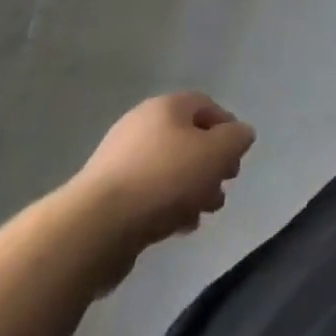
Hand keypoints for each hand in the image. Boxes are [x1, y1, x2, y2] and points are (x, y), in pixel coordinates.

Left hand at [65, 93, 255, 265]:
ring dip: (192, 190)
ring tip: (203, 214)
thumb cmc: (165, 178)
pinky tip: (177, 229)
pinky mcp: (106, 196)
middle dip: (210, 165)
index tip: (237, 158)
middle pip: (188, 140)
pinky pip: (148, 195)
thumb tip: (239, 135)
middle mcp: (141, 126)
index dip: (228, 128)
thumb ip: (237, 139)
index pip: (206, 106)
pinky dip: (167, 207)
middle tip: (223, 188)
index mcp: (167, 107)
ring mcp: (120, 161)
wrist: (95, 227)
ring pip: (169, 170)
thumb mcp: (217, 151)